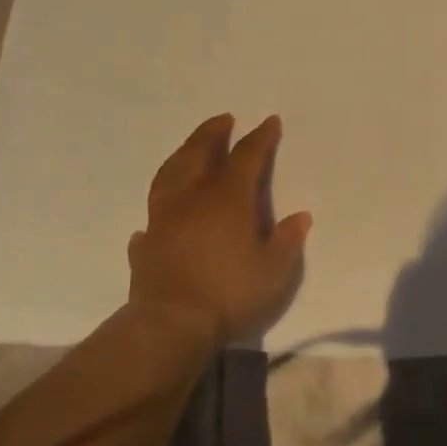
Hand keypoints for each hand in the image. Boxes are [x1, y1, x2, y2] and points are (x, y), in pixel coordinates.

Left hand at [127, 113, 311, 342]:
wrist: (170, 325)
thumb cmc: (230, 293)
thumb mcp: (274, 271)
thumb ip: (288, 241)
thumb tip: (300, 216)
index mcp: (229, 198)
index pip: (247, 156)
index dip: (260, 137)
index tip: (269, 121)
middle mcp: (194, 198)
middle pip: (200, 153)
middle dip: (213, 133)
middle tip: (223, 119)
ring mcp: (164, 218)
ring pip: (171, 174)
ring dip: (183, 154)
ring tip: (190, 148)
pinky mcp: (146, 243)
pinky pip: (152, 215)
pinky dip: (159, 206)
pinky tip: (161, 211)